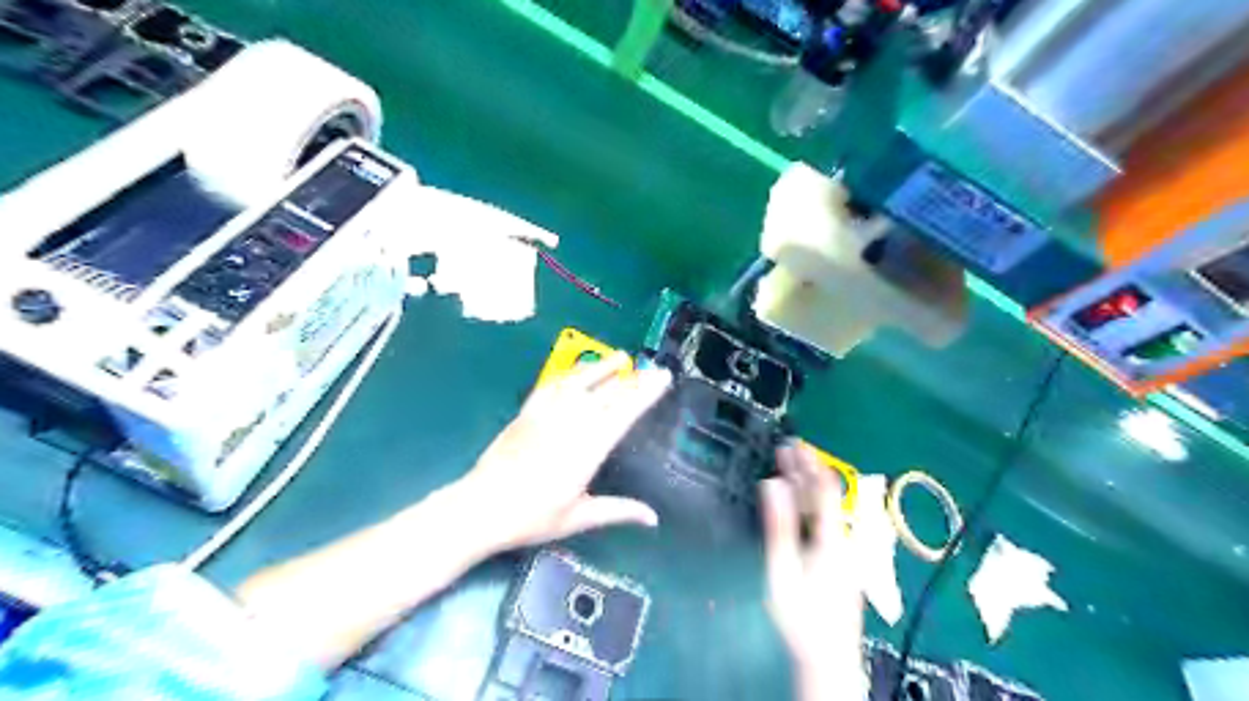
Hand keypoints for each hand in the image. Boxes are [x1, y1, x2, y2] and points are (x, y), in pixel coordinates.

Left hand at [458, 352, 672, 554]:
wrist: (481, 507)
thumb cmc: (532, 516)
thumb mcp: (578, 518)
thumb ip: (618, 510)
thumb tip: (653, 517)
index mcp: (588, 448)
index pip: (624, 412)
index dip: (645, 393)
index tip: (663, 378)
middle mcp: (571, 423)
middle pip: (608, 394)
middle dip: (634, 379)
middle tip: (654, 368)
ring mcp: (547, 414)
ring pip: (581, 382)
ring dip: (602, 368)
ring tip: (621, 356)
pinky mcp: (528, 412)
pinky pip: (552, 385)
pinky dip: (569, 374)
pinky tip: (578, 371)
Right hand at [762, 445, 869, 700]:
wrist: (829, 657)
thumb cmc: (801, 615)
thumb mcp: (783, 570)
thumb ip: (779, 525)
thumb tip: (772, 484)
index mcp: (832, 538)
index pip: (824, 489)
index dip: (809, 463)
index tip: (793, 443)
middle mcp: (845, 539)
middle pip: (828, 496)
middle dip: (808, 469)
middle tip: (788, 447)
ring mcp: (846, 550)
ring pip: (829, 508)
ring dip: (809, 485)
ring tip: (791, 467)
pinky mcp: (843, 560)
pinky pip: (828, 520)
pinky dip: (812, 503)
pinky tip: (800, 501)